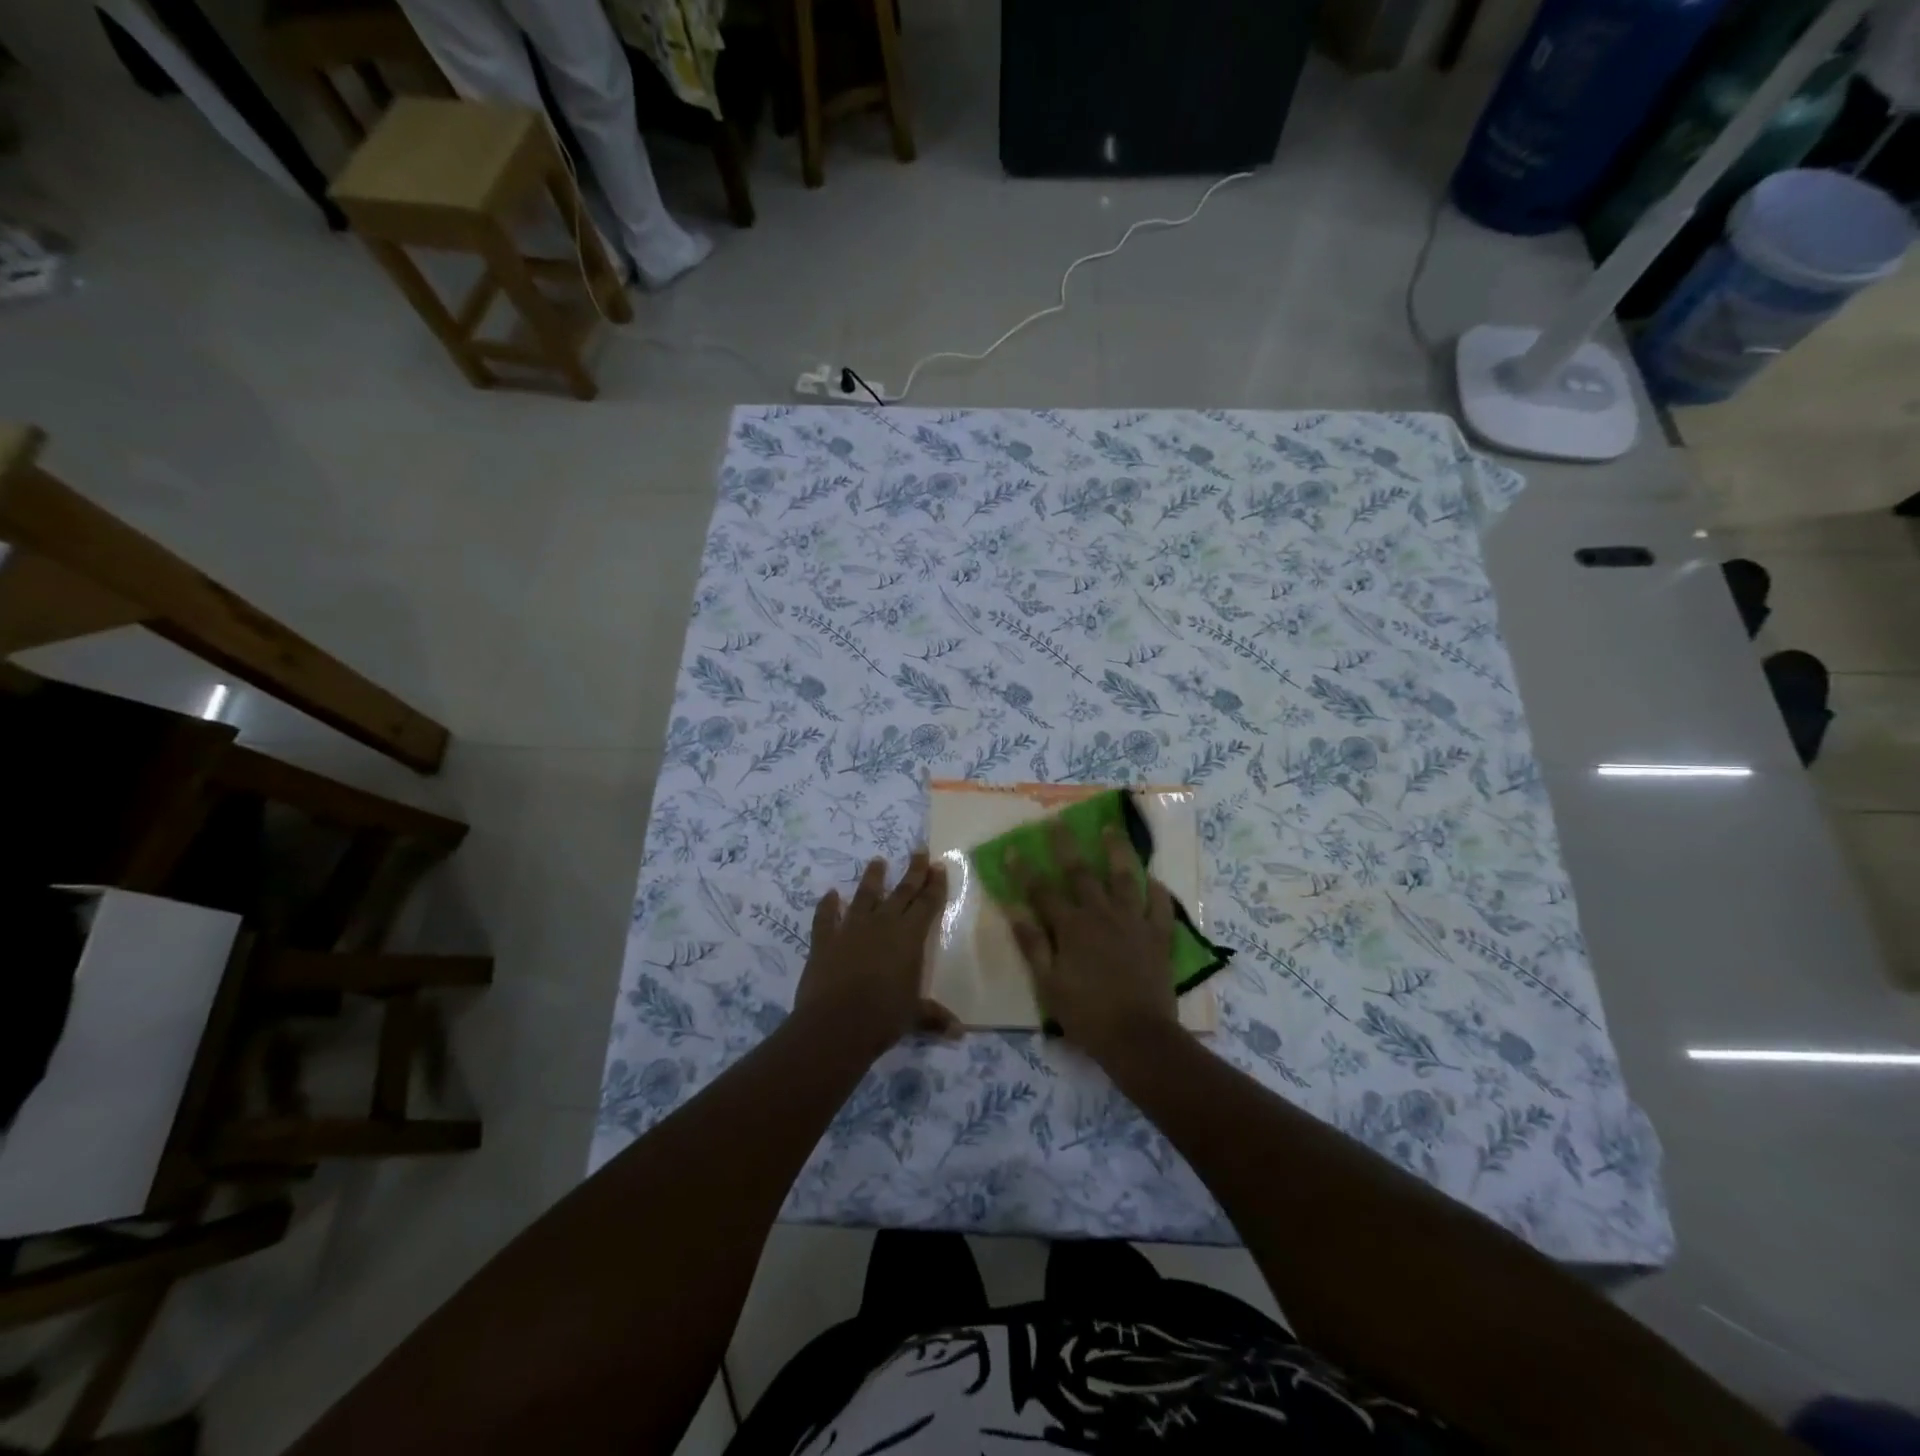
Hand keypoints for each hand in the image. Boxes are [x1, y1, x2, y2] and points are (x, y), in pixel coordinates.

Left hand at [794, 851, 957, 1048]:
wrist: (836, 1024)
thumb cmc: (884, 1017)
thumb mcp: (914, 1017)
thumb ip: (934, 1017)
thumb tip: (959, 1032)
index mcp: (910, 937)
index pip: (927, 904)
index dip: (935, 885)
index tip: (939, 865)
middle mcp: (883, 924)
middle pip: (902, 892)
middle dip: (913, 871)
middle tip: (919, 851)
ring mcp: (851, 929)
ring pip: (865, 896)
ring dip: (873, 878)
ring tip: (877, 861)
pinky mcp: (825, 940)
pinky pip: (826, 917)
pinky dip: (827, 906)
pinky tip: (829, 895)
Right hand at [1008, 822, 1181, 1061]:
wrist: (1138, 1037)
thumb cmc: (1086, 1014)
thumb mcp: (1048, 983)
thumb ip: (1032, 943)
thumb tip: (1013, 908)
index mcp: (1071, 927)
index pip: (1042, 891)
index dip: (1025, 869)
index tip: (1013, 848)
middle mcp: (1101, 915)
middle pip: (1081, 873)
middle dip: (1066, 845)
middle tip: (1058, 821)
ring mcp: (1133, 922)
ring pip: (1124, 878)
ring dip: (1116, 851)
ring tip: (1110, 829)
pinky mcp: (1158, 936)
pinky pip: (1159, 906)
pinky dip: (1157, 890)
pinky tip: (1153, 878)